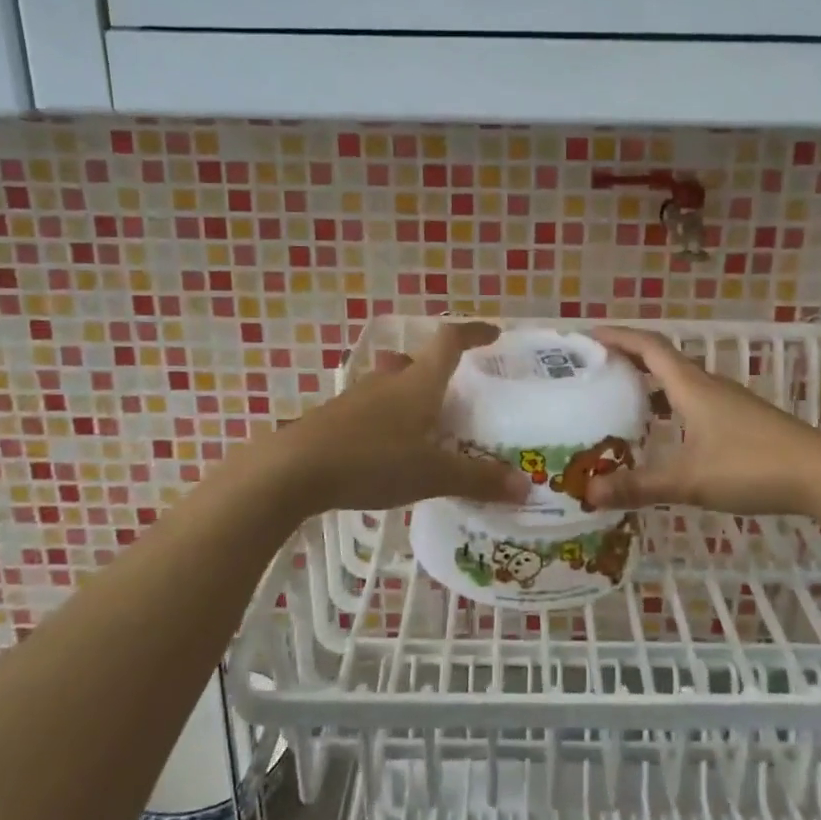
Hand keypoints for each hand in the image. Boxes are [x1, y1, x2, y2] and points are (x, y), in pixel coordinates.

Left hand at [256, 321, 531, 516]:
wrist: (293, 470)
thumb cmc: (372, 461)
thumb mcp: (432, 474)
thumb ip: (478, 479)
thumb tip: (527, 486)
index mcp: (418, 383)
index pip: (450, 342)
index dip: (473, 333)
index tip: (492, 333)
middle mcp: (389, 381)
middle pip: (418, 362)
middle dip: (440, 371)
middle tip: (458, 393)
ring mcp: (358, 398)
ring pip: (392, 385)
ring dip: (411, 395)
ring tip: (427, 423)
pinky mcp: (335, 419)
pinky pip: (373, 410)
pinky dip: (389, 420)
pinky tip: (390, 449)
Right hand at [583, 326, 820, 516]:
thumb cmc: (750, 466)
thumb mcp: (688, 480)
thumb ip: (638, 487)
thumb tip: (588, 493)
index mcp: (691, 387)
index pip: (648, 347)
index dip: (618, 337)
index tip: (589, 335)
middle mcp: (709, 386)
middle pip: (663, 360)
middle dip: (629, 359)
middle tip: (597, 370)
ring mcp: (730, 403)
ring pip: (682, 383)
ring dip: (652, 385)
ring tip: (623, 401)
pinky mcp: (744, 421)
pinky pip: (697, 402)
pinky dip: (673, 407)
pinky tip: (668, 435)